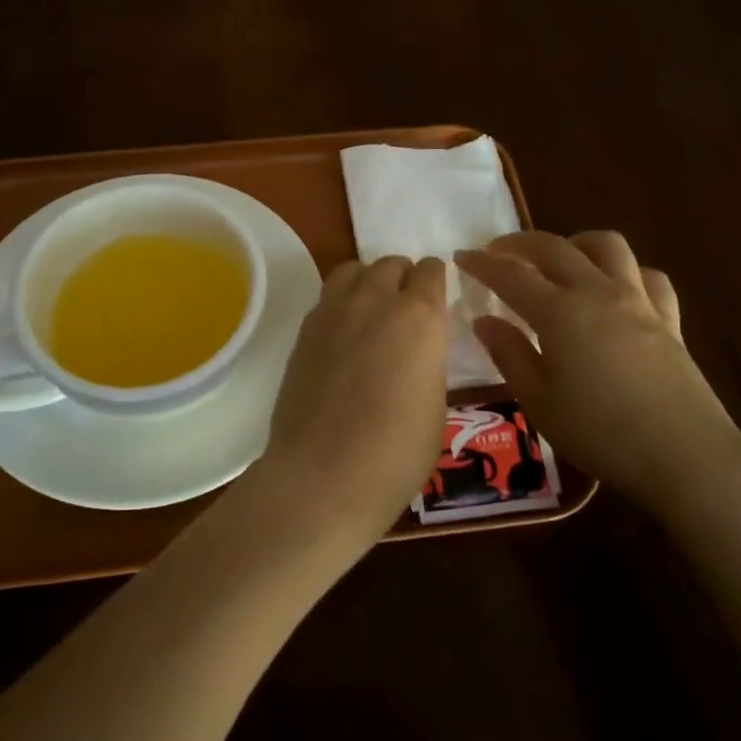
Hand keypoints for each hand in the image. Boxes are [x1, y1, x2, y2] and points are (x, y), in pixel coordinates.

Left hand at [251, 255, 448, 559]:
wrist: (323, 476)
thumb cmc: (396, 453)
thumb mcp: (436, 406)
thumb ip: (428, 362)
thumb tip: (416, 351)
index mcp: (420, 317)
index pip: (430, 271)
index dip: (435, 281)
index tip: (436, 298)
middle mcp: (375, 301)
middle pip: (390, 264)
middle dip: (402, 278)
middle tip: (405, 309)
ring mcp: (333, 312)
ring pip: (353, 270)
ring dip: (367, 281)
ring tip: (371, 312)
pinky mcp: (303, 331)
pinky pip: (326, 298)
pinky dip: (340, 304)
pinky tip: (342, 335)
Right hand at [455, 232, 740, 506]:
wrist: (684, 455)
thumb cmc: (599, 432)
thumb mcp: (538, 400)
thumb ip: (509, 354)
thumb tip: (484, 320)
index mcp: (560, 313)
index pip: (512, 276)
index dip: (482, 263)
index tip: (461, 257)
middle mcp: (598, 293)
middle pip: (556, 248)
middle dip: (521, 242)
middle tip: (498, 250)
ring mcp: (639, 302)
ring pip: (608, 246)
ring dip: (576, 242)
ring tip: (560, 258)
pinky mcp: (669, 320)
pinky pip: (648, 276)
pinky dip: (626, 272)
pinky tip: (616, 288)